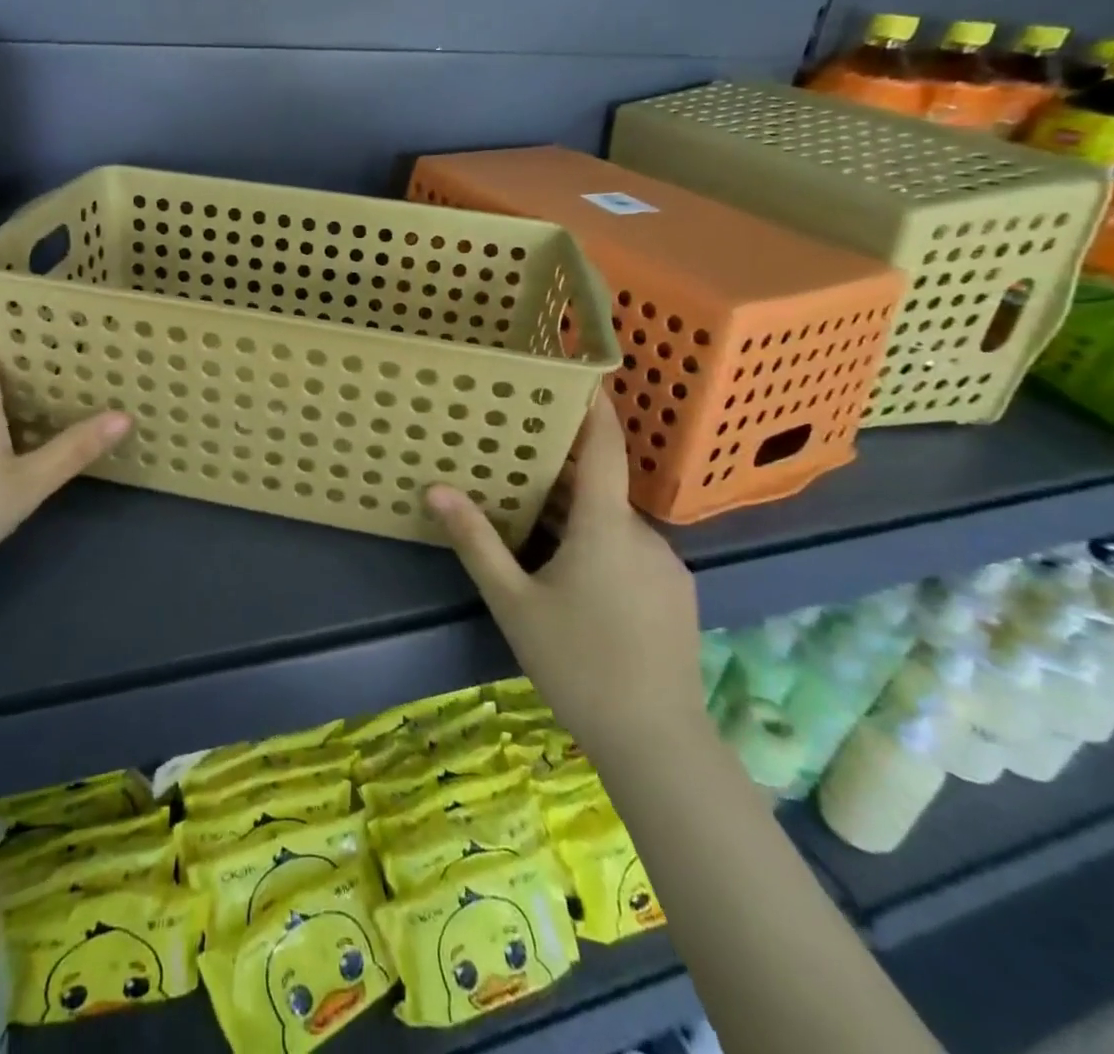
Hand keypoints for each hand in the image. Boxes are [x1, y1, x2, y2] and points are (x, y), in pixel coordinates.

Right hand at [426, 389, 705, 762]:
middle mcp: (643, 533)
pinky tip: (575, 579)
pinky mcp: (677, 592)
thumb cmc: (577, 663)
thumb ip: (476, 541)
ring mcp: (667, 564)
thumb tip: (436, 489)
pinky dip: (602, 544)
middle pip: (600, 487)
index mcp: (606, 526)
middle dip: (562, 473)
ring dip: (579, 515)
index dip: (594, 406)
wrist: (656, 741)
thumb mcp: (513, 601)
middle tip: (516, 464)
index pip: (604, 447)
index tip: (580, 371)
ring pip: (614, 522)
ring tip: (536, 527)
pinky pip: (631, 549)